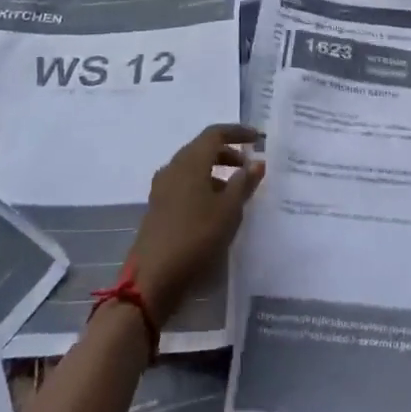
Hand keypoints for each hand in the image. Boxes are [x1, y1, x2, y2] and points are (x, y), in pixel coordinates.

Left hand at [127, 124, 263, 322]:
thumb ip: (244, 183)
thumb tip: (256, 162)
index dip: (238, 132)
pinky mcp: (158, 206)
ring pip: (193, 167)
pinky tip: (215, 207)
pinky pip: (184, 184)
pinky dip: (203, 185)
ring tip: (236, 190)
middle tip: (249, 166)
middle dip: (227, 152)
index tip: (258, 139)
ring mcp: (162, 187)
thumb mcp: (228, 211)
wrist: (152, 278)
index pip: (215, 133)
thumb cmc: (196, 238)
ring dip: (215, 171)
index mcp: (190, 161)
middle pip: (202, 148)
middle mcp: (173, 167)